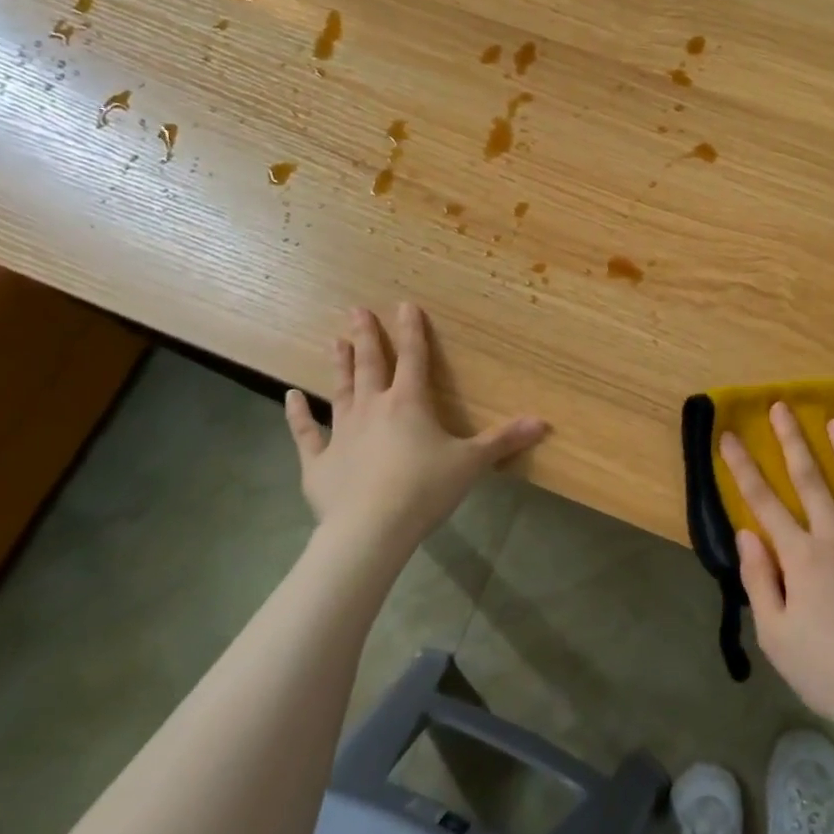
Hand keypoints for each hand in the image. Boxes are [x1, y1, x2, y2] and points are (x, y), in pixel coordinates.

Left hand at [284, 303, 547, 554]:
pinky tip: (290, 397)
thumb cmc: (425, 489)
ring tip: (334, 340)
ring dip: (339, 365)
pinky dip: (298, 414)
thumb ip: (504, 440)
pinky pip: (306, 432)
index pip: (413, 358)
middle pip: (371, 365)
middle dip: (366, 336)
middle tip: (355, 310)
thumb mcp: (472, 463)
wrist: (371, 528)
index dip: (412, 331)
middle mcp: (373, 407)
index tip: (405, 305)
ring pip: (340, 389)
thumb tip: (543, 422)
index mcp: (409, 403)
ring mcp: (342, 432)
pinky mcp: (318, 461)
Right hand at [724, 404, 833, 744]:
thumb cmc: (824, 670)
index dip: (743, 468)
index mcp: (801, 557)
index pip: (764, 503)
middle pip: (811, 481)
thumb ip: (758, 579)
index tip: (729, 435)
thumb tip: (747, 532)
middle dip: (793, 442)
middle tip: (782, 407)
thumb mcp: (775, 634)